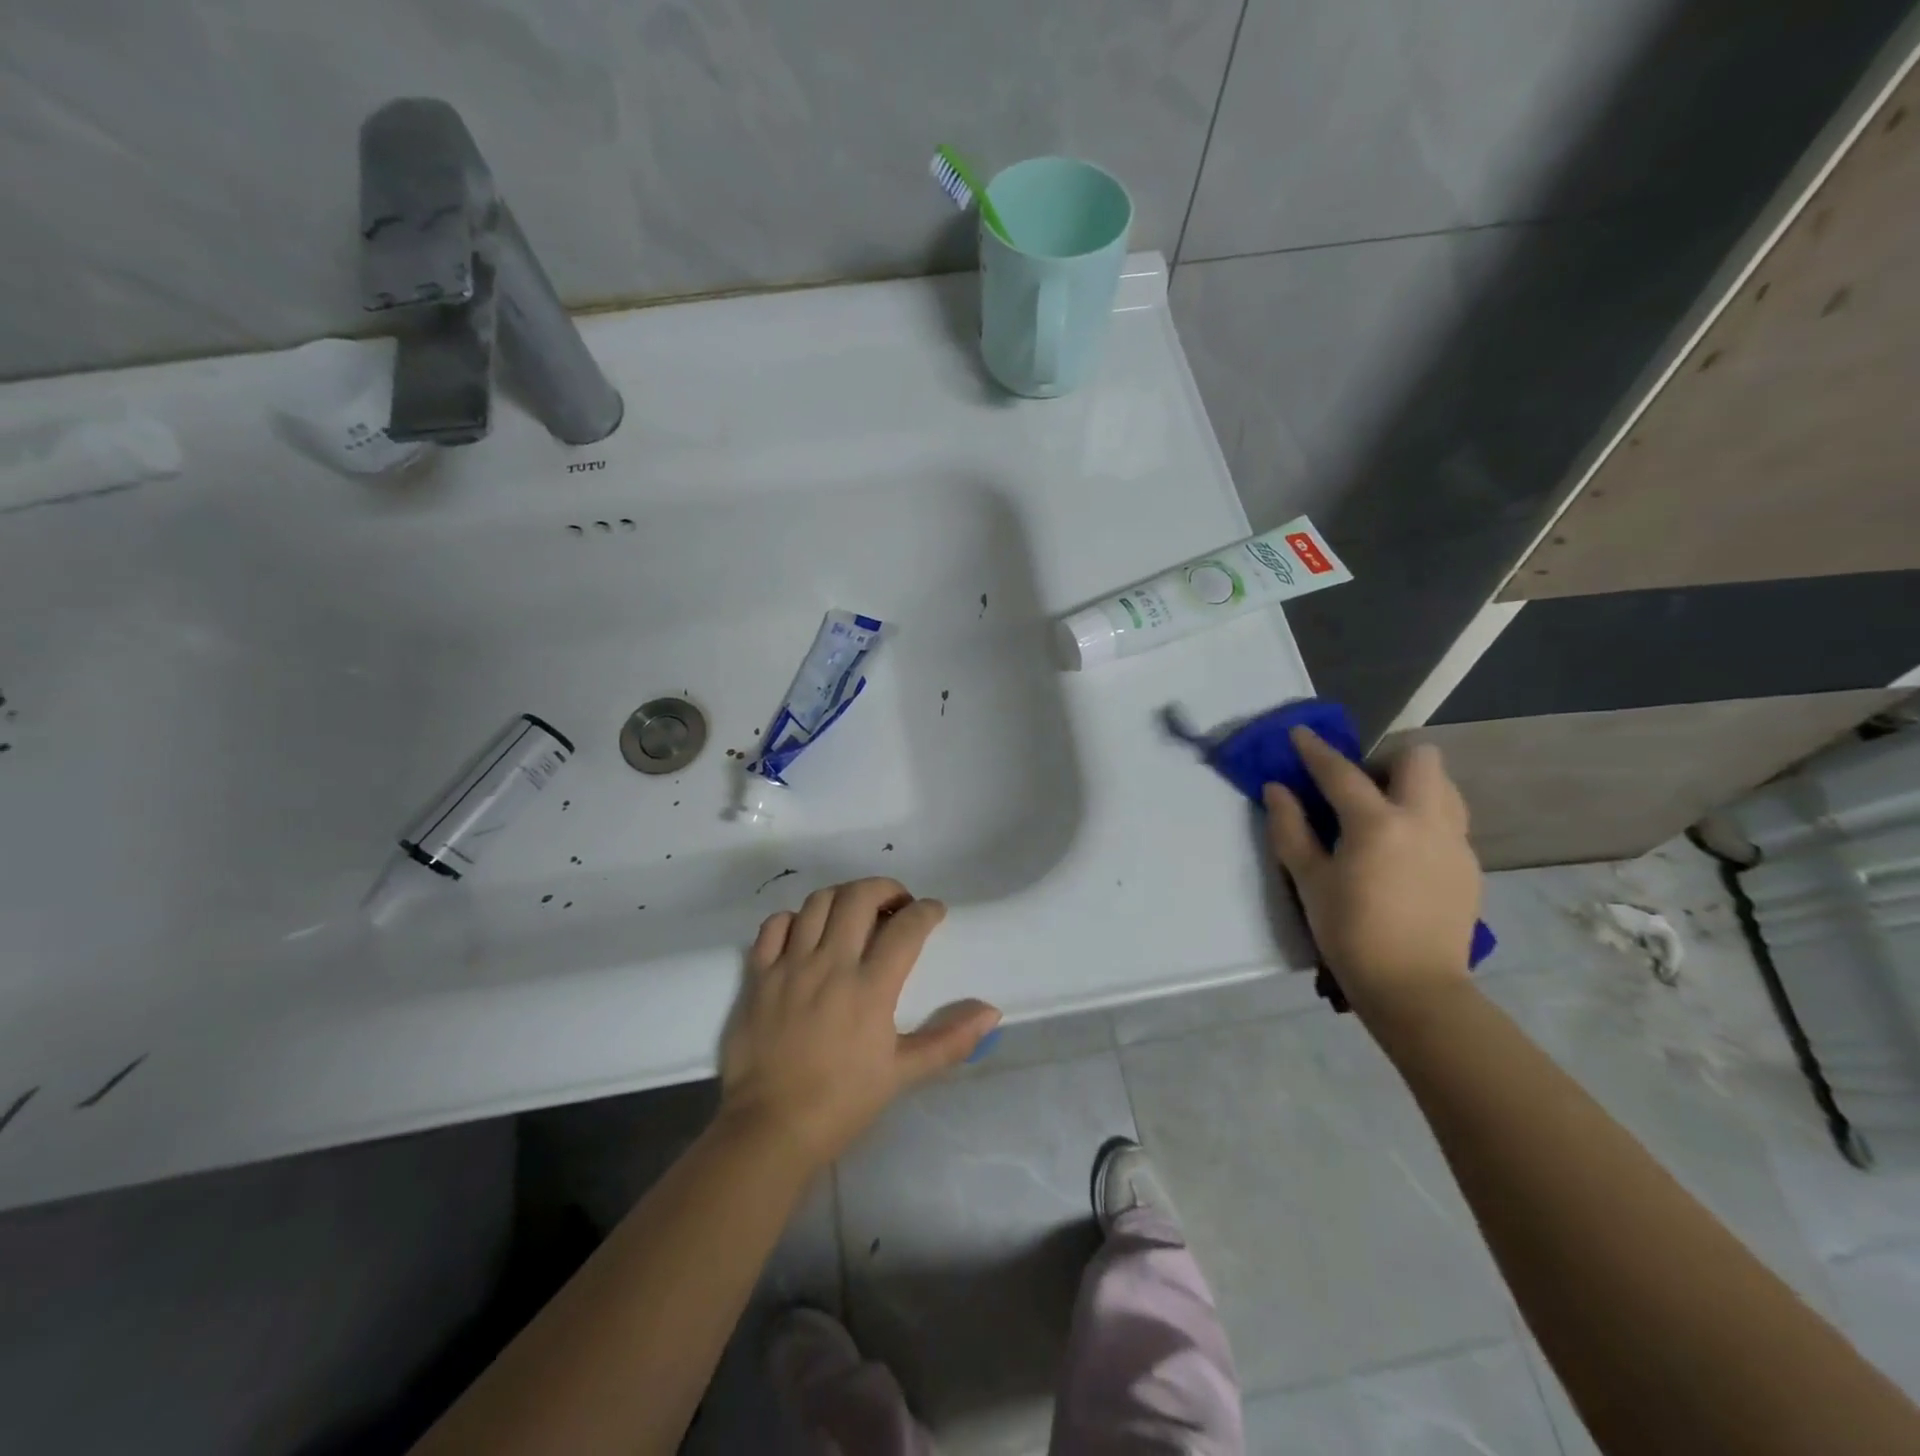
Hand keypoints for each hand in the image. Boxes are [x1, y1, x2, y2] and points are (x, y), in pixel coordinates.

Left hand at [717, 876, 1000, 1169]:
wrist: (770, 1129)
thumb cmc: (842, 1103)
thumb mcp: (902, 1074)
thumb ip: (950, 1040)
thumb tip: (991, 1012)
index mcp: (870, 988)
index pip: (907, 928)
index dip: (927, 911)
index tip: (935, 912)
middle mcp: (830, 964)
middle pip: (859, 897)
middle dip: (886, 889)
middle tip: (897, 904)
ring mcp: (790, 966)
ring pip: (818, 902)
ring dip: (844, 896)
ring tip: (856, 911)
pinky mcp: (759, 975)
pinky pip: (774, 925)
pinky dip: (795, 918)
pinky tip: (807, 932)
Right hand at [1265, 728, 1482, 1023]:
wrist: (1414, 988)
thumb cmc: (1350, 933)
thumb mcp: (1308, 881)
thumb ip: (1290, 829)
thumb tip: (1278, 789)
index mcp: (1377, 824)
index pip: (1342, 772)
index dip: (1315, 750)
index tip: (1299, 734)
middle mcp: (1424, 821)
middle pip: (1420, 758)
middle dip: (1386, 758)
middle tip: (1359, 785)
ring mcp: (1455, 842)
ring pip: (1444, 785)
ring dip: (1412, 785)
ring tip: (1383, 814)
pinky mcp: (1469, 865)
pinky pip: (1450, 819)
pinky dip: (1425, 817)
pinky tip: (1403, 851)